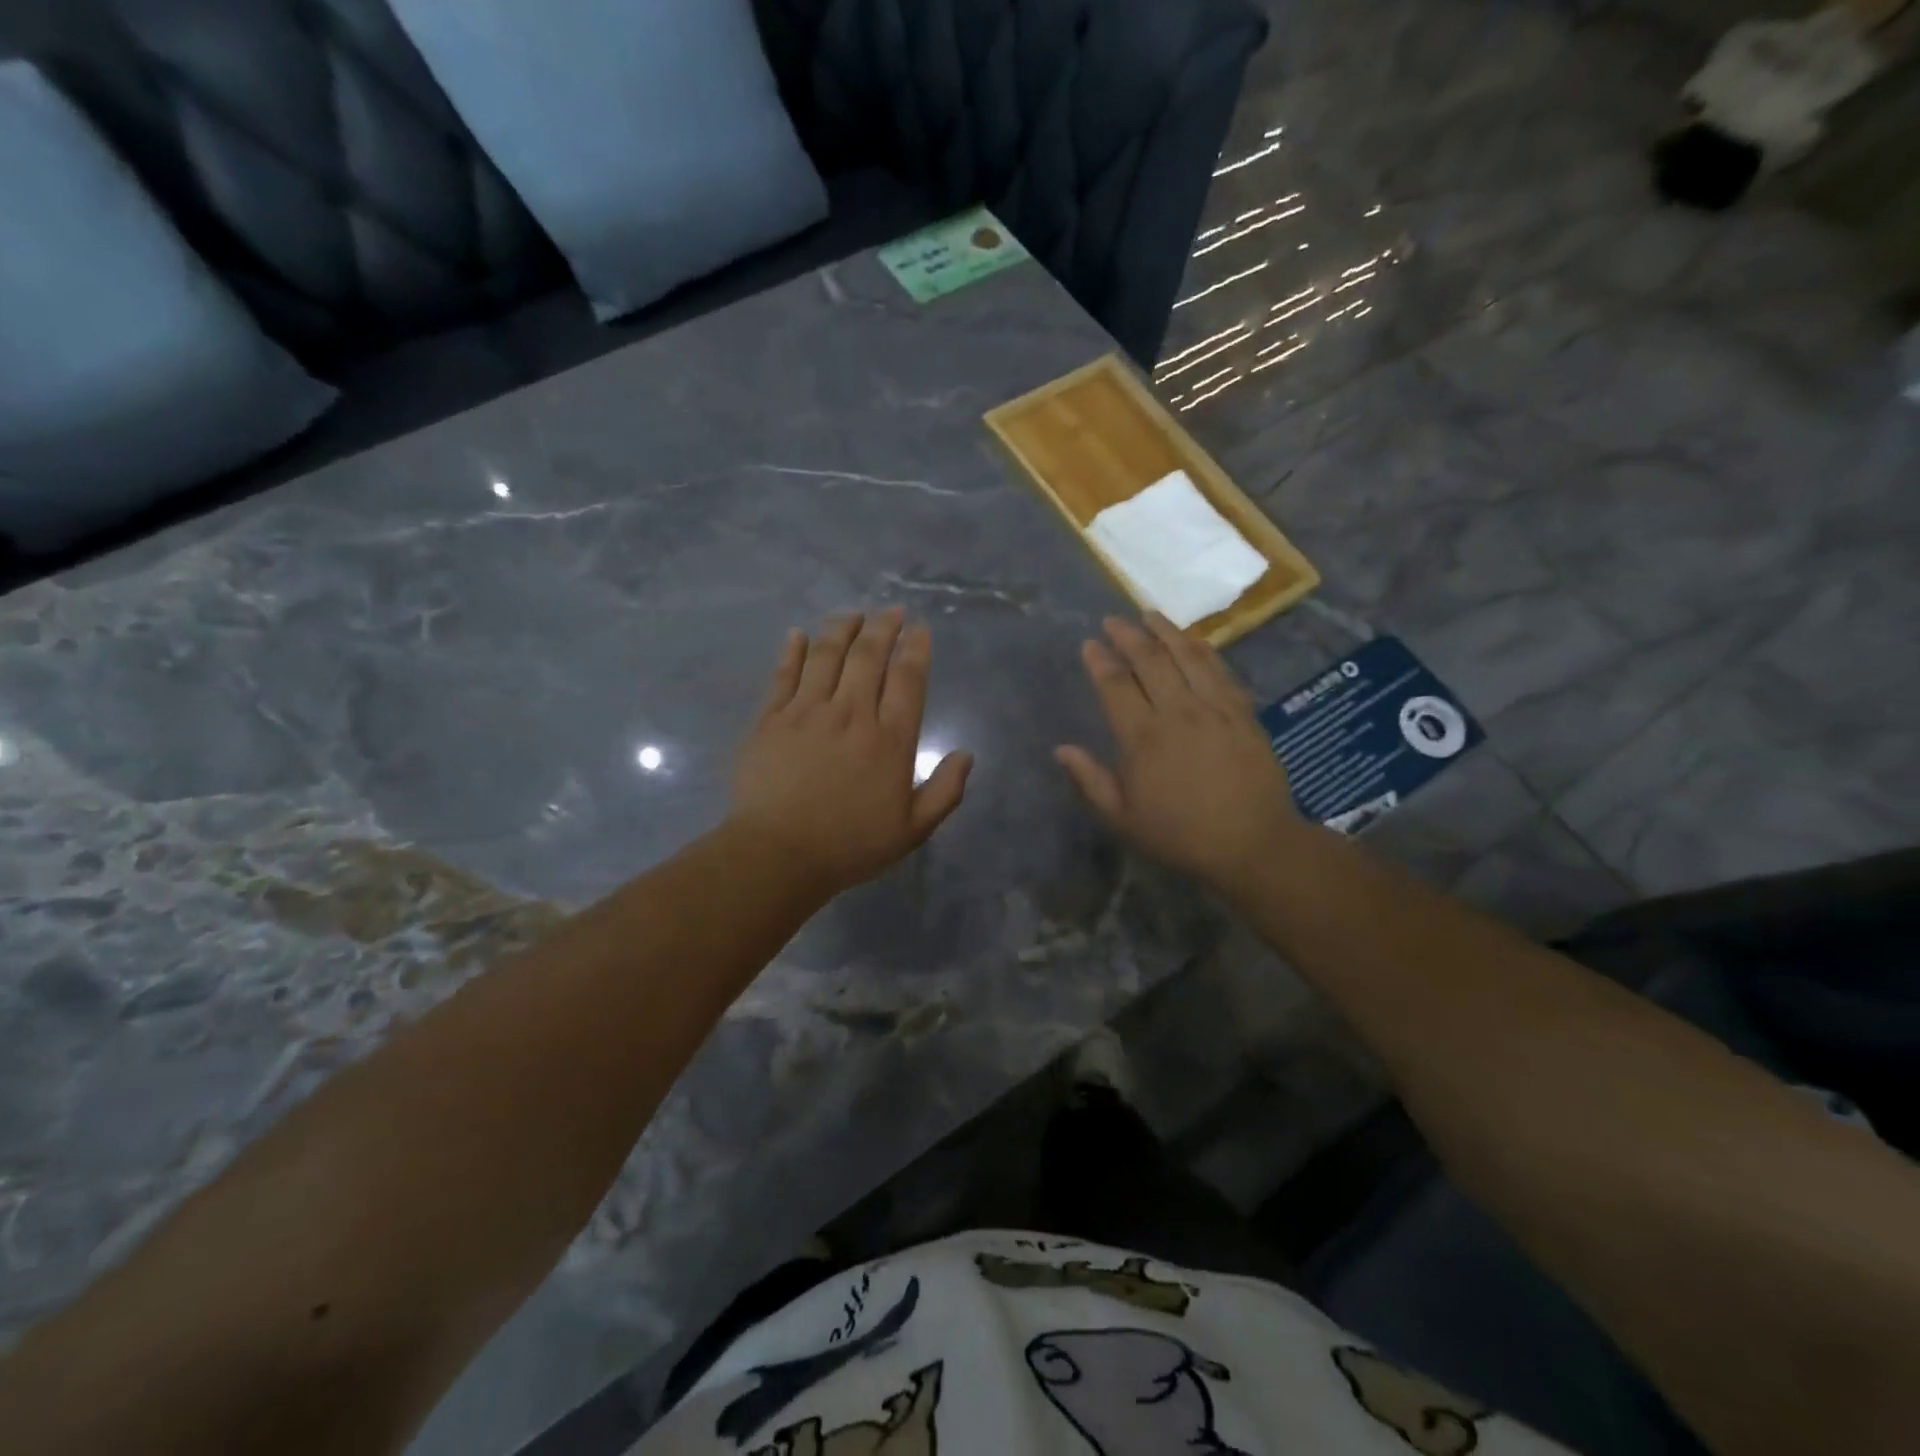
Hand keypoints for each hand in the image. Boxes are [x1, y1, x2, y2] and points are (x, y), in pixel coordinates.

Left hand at [730, 609, 971, 898]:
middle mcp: (851, 714)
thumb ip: (945, 791)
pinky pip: (783, 674)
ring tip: (852, 613)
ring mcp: (807, 712)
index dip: (916, 648)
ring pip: (826, 654)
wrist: (778, 855)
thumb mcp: (913, 830)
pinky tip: (798, 634)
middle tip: (891, 610)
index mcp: (890, 740)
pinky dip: (793, 650)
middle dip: (883, 626)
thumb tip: (966, 755)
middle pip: (869, 656)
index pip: (908, 679)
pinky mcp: (770, 718)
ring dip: (842, 627)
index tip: (920, 629)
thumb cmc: (850, 845)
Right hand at [1055, 614, 1305, 892]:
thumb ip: (1090, 780)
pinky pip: (1220, 670)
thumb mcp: (1123, 818)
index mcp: (1143, 737)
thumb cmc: (1180, 834)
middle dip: (1128, 635)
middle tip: (1113, 620)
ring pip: (1187, 655)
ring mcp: (1214, 707)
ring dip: (1166, 631)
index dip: (1099, 660)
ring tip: (1149, 615)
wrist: (1251, 842)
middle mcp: (1178, 711)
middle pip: (1150, 659)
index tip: (1089, 643)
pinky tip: (1194, 640)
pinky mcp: (1242, 712)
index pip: (1115, 685)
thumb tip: (1061, 749)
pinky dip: (1203, 649)